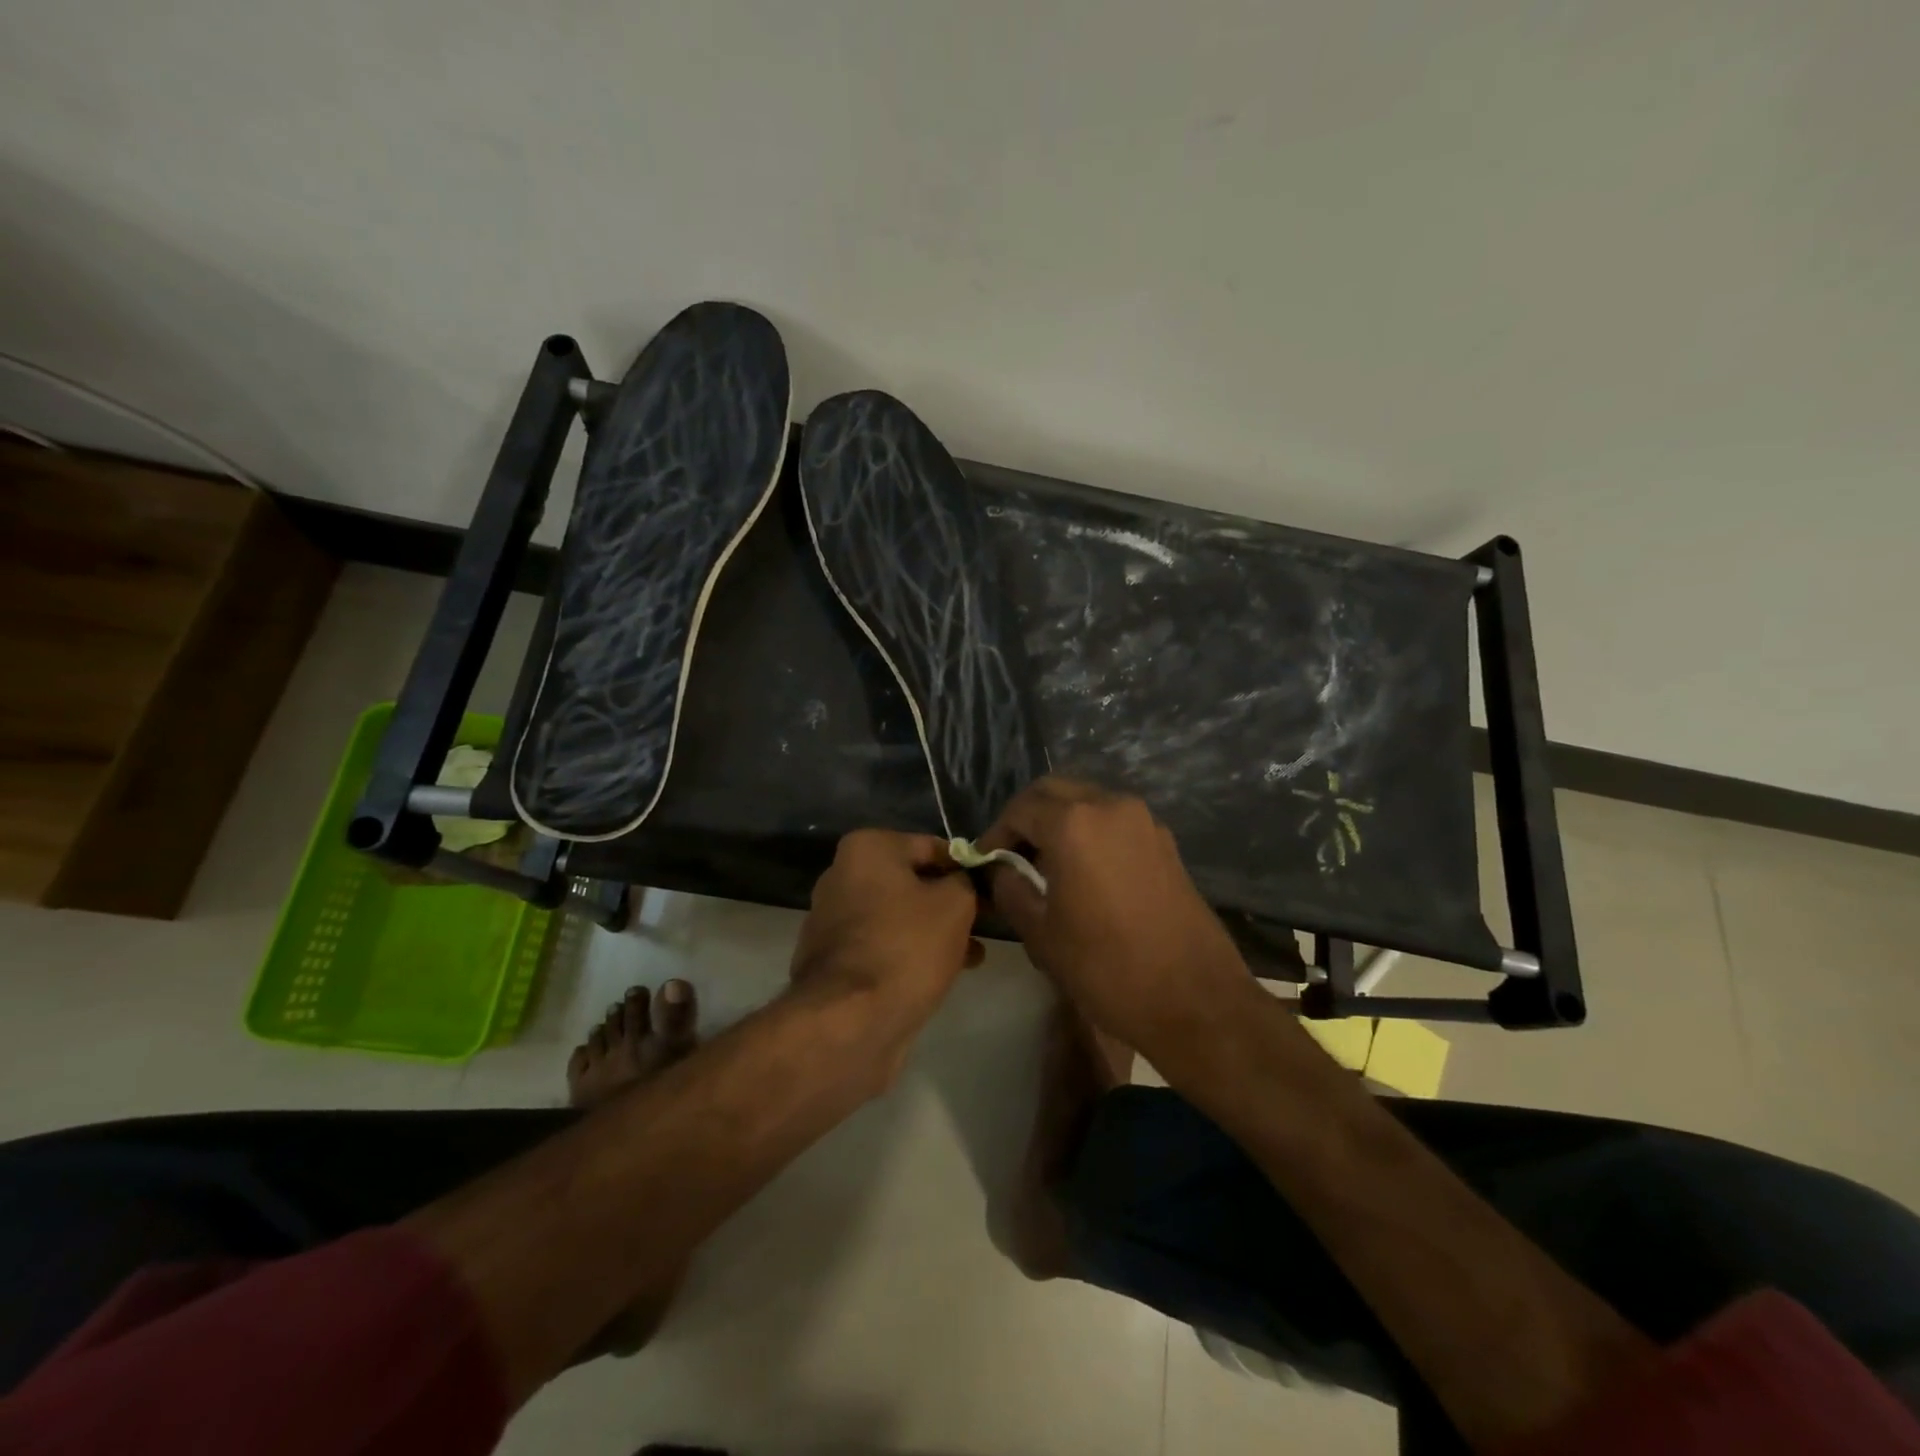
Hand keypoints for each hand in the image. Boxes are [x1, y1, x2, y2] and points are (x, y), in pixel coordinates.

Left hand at [791, 830, 983, 1070]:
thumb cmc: (906, 946)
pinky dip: (910, 953)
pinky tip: (942, 974)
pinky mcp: (833, 960)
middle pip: (912, 882)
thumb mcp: (955, 904)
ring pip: (899, 916)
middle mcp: (842, 876)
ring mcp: (833, 920)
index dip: (967, 868)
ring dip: (934, 931)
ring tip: (973, 955)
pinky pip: (883, 945)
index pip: (932, 847)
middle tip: (986, 924)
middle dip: (950, 903)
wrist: (851, 1020)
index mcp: (866, 849)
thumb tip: (964, 881)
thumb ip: (967, 882)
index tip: (993, 891)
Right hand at [976, 778, 1256, 1069]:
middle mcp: (1111, 806)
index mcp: (1075, 822)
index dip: (996, 832)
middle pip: (1055, 792)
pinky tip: (1084, 872)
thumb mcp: (1041, 933)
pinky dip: (1091, 831)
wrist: (1195, 1000)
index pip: (1020, 808)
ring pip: (1088, 801)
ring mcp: (1144, 821)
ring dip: (1060, 821)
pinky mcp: (1165, 841)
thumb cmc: (1107, 967)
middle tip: (1012, 854)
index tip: (986, 861)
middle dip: (1027, 816)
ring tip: (1045, 864)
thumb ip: (1011, 889)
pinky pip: (1115, 821)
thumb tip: (1003, 869)